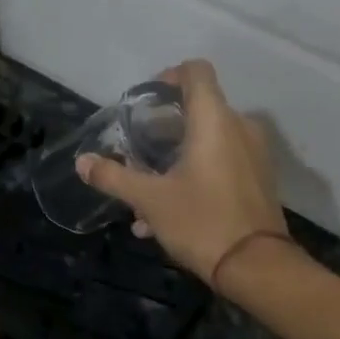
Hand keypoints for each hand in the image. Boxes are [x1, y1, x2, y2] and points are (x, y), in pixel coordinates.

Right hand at [78, 60, 289, 283]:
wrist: (256, 266)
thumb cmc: (201, 221)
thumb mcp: (150, 200)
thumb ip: (114, 178)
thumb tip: (82, 163)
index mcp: (214, 120)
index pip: (196, 71)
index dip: (169, 76)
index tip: (145, 101)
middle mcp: (239, 127)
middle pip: (198, 108)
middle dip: (162, 128)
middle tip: (135, 150)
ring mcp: (253, 154)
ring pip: (207, 141)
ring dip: (174, 158)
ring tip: (144, 191)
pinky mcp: (257, 179)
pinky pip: (220, 164)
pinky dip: (193, 175)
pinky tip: (165, 213)